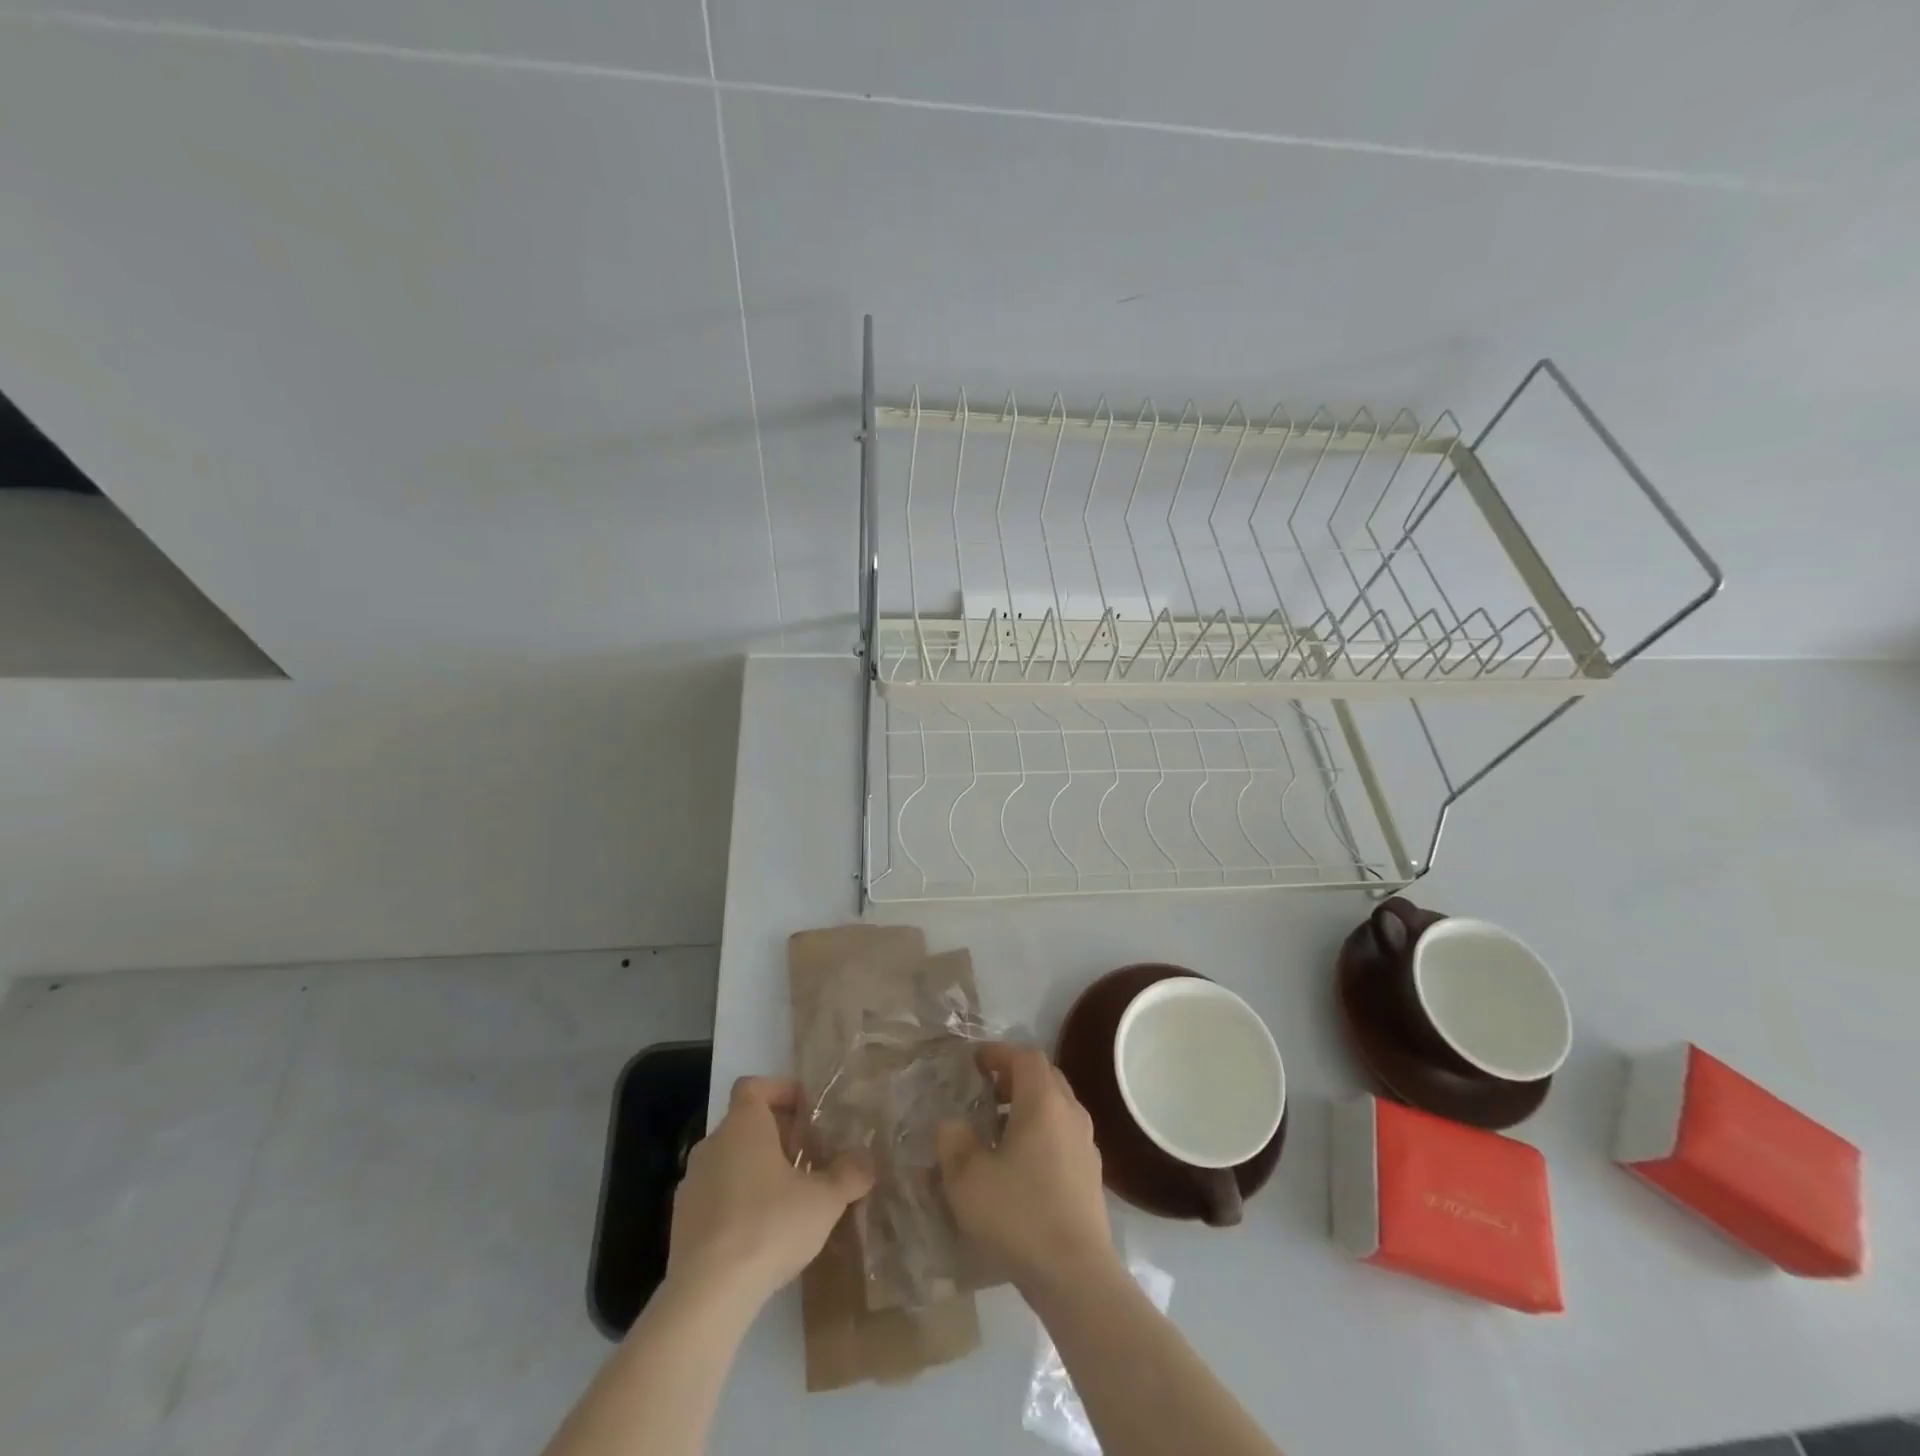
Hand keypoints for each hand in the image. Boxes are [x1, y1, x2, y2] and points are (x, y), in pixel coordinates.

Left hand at [667, 1076, 873, 1309]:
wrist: (707, 1294)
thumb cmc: (768, 1226)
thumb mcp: (824, 1199)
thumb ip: (849, 1174)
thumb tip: (866, 1159)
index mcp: (743, 1125)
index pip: (755, 1086)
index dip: (781, 1091)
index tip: (808, 1112)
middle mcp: (712, 1144)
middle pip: (745, 1124)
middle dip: (778, 1136)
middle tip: (809, 1159)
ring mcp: (692, 1184)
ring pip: (730, 1161)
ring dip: (757, 1170)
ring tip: (789, 1198)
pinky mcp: (681, 1223)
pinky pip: (716, 1196)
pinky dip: (738, 1202)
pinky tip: (761, 1233)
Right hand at [936, 1044, 1119, 1295]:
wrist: (1076, 1276)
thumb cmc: (1019, 1215)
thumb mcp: (966, 1178)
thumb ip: (952, 1140)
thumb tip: (953, 1124)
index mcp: (1043, 1101)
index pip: (1024, 1055)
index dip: (998, 1052)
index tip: (974, 1061)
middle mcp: (1070, 1112)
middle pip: (1044, 1076)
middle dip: (1014, 1076)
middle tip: (985, 1091)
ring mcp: (1086, 1144)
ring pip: (1056, 1106)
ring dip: (1028, 1106)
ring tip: (998, 1129)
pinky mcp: (1091, 1174)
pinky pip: (1064, 1134)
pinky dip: (1041, 1133)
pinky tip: (1021, 1165)